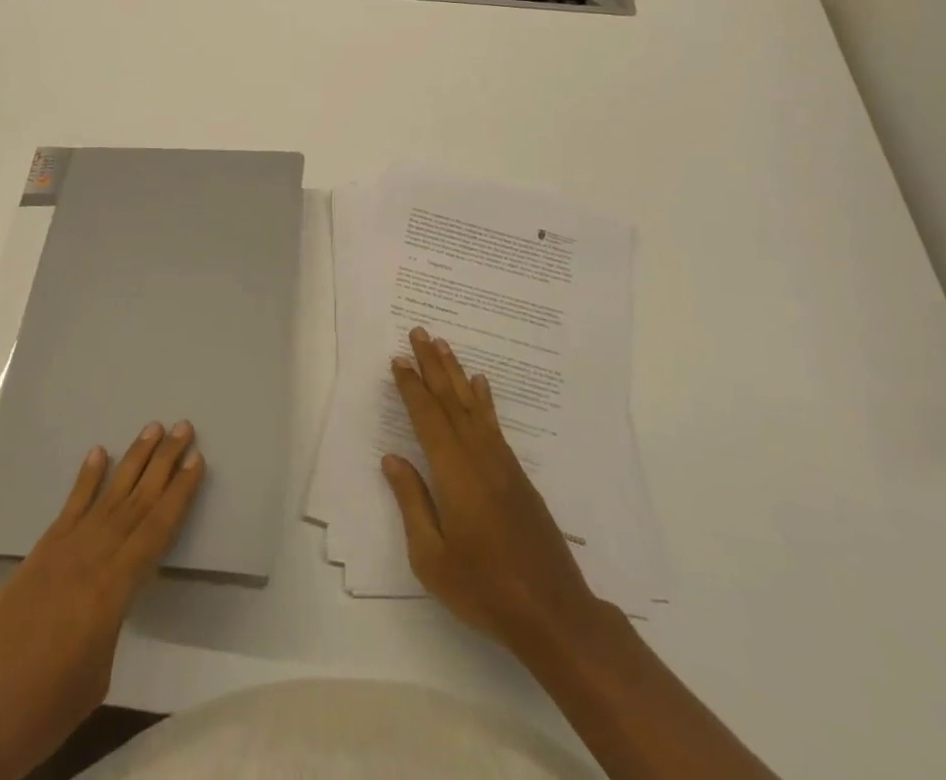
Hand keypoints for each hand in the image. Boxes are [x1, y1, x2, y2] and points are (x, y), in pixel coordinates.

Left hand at [0, 422, 204, 779]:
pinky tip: (98, 454)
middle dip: (163, 463)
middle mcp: (90, 558)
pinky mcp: (38, 555)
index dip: (179, 495)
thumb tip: (110, 597)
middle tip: (184, 427)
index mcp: (111, 590)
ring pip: (108, 496)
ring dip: (133, 460)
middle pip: (136, 502)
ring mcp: (61, 551)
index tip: (198, 460)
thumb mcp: (95, 677)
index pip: (155, 530)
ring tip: (153, 428)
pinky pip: (70, 508)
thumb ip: (111, 622)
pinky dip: (86, 479)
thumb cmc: (40, 714)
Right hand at [382, 327, 614, 665]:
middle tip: (419, 332)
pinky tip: (481, 386)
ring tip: (444, 345)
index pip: (427, 418)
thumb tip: (393, 459)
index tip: (398, 359)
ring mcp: (502, 464)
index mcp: (454, 473)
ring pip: (473, 406)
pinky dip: (484, 401)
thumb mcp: (432, 557)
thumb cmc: (484, 588)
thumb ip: (412, 502)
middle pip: (451, 401)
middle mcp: (479, 457)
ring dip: (456, 373)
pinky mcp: (518, 477)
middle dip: (432, 365)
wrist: (553, 613)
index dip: (411, 387)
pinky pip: (494, 424)